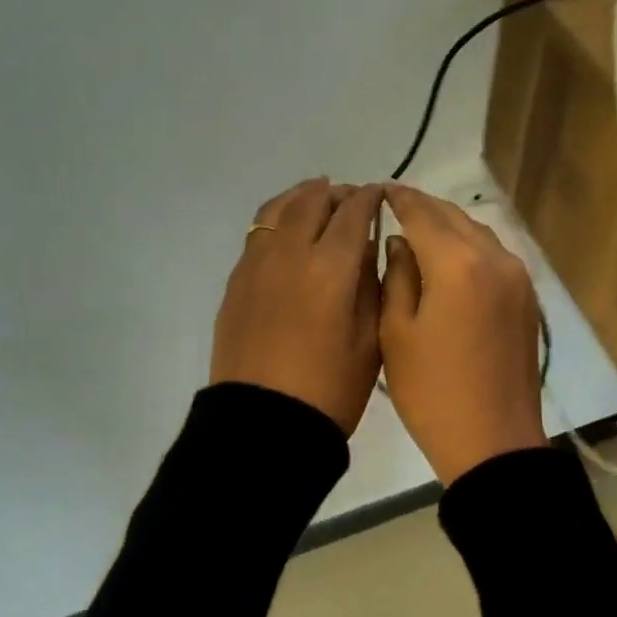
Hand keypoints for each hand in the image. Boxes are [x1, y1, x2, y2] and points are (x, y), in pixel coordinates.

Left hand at [210, 178, 383, 435]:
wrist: (264, 422)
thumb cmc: (330, 388)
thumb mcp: (370, 339)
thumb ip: (371, 284)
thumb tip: (367, 248)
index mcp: (332, 266)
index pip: (353, 212)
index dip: (369, 198)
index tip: (380, 194)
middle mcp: (291, 252)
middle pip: (312, 201)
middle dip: (336, 193)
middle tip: (350, 198)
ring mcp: (257, 263)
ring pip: (279, 209)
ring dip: (302, 197)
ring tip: (316, 199)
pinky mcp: (236, 280)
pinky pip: (259, 232)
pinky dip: (278, 219)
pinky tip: (288, 232)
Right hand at [379, 184, 546, 484]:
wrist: (494, 441)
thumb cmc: (432, 392)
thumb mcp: (396, 332)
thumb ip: (396, 276)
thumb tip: (399, 242)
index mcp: (458, 264)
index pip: (422, 213)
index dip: (398, 198)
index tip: (378, 190)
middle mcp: (494, 258)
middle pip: (453, 216)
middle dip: (423, 207)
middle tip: (393, 205)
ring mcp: (517, 276)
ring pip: (477, 232)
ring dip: (447, 225)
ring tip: (418, 229)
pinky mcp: (526, 296)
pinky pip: (493, 254)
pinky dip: (468, 246)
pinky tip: (449, 257)